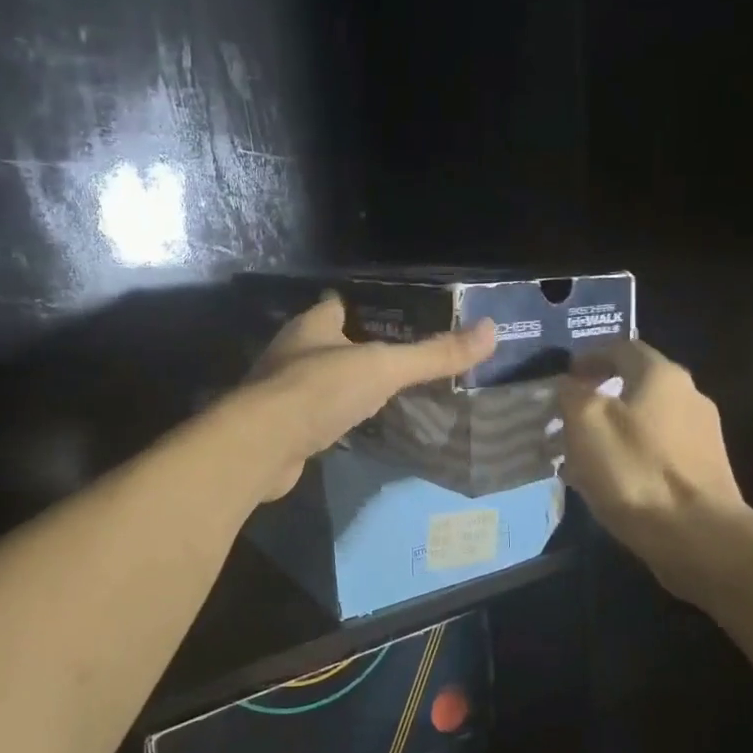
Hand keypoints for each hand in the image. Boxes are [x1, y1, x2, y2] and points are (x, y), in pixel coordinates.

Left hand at [243, 294, 496, 500]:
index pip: (338, 305)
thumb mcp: (384, 368)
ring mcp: (280, 391)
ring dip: (344, 385)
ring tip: (382, 393)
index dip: (364, 308)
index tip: (395, 316)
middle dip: (358, 349)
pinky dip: (331, 418)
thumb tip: (491, 331)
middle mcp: (291, 352)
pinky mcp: (279, 428)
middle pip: (328, 342)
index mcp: (311, 325)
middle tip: (398, 359)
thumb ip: (433, 355)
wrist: (261, 446)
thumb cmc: (320, 390)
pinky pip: (312, 415)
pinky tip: (353, 428)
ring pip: (319, 380)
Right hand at [557, 340, 745, 571]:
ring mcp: (703, 434)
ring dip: (613, 429)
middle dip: (599, 396)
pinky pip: (658, 450)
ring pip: (646, 420)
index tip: (565, 376)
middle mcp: (689, 395)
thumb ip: (573, 394)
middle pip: (636, 384)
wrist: (698, 536)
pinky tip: (610, 480)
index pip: (621, 347)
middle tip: (567, 416)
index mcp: (661, 374)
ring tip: (581, 454)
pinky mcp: (705, 469)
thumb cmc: (635, 470)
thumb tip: (570, 385)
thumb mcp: (585, 423)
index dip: (589, 356)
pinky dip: (631, 455)